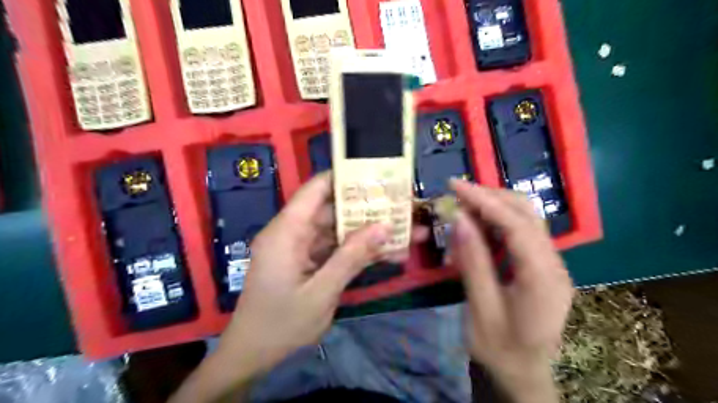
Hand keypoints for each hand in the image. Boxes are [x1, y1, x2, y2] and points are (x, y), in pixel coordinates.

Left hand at [171, 173, 424, 401]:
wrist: (253, 355)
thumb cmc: (281, 324)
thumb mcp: (321, 292)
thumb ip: (352, 257)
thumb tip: (384, 226)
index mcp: (286, 232)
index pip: (315, 190)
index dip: (344, 178)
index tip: (377, 175)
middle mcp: (293, 233)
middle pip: (332, 210)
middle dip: (368, 209)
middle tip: (402, 206)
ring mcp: (301, 248)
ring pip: (339, 231)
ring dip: (369, 232)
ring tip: (406, 230)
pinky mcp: (308, 261)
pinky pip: (336, 249)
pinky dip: (359, 251)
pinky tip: (390, 253)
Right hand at [447, 180, 573, 402]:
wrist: (525, 376)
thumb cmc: (500, 349)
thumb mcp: (481, 309)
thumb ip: (473, 262)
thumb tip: (459, 219)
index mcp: (542, 277)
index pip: (514, 224)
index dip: (483, 199)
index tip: (454, 185)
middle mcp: (554, 264)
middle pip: (527, 213)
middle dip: (490, 195)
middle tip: (457, 192)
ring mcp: (552, 264)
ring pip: (526, 218)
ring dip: (494, 205)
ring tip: (463, 203)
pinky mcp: (542, 266)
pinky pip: (521, 233)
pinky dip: (498, 221)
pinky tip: (478, 224)